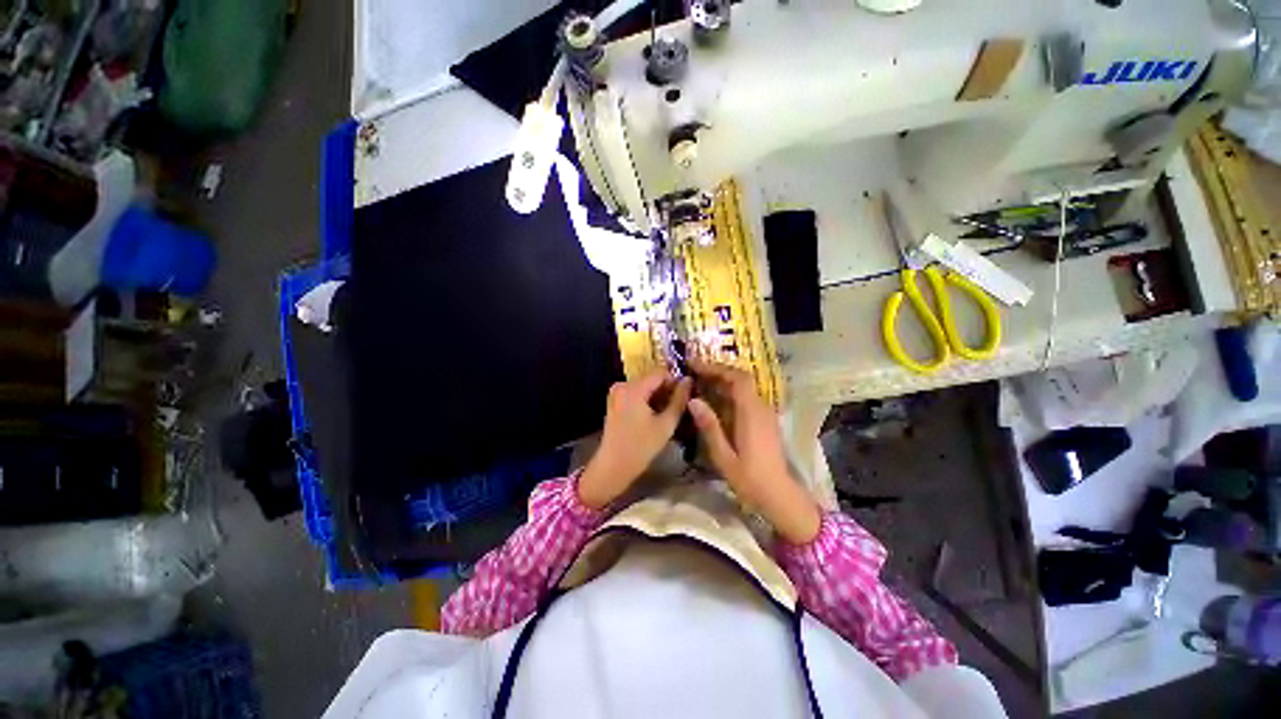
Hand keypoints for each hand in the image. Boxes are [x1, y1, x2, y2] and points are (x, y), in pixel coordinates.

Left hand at [578, 372, 691, 509]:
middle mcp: (622, 384)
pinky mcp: (615, 400)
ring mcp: (616, 392)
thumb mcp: (666, 424)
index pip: (661, 372)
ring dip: (658, 395)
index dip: (676, 381)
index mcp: (633, 388)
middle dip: (667, 389)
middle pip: (651, 378)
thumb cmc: (641, 447)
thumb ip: (679, 400)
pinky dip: (647, 399)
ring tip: (669, 412)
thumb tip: (689, 381)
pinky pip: (636, 392)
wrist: (613, 466)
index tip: (687, 395)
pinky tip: (655, 415)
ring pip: (645, 386)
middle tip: (680, 405)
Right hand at [687, 356, 821, 543]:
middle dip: (717, 371)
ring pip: (744, 387)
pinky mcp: (765, 420)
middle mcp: (761, 408)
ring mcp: (765, 413)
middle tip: (694, 371)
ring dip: (723, 380)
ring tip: (700, 381)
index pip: (737, 379)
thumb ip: (709, 426)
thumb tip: (693, 400)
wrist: (778, 494)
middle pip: (741, 379)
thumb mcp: (723, 456)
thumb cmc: (749, 478)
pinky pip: (746, 397)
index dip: (716, 368)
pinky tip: (715, 399)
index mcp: (751, 414)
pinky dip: (730, 391)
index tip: (694, 365)